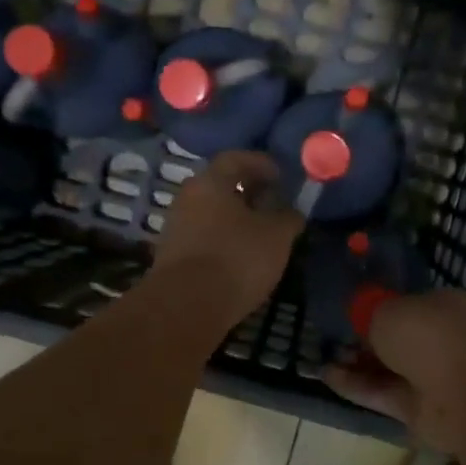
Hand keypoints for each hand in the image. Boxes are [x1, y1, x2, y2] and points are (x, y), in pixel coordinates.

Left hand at [151, 151, 302, 325]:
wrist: (186, 306)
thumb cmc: (236, 258)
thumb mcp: (276, 236)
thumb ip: (288, 217)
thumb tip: (292, 211)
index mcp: (210, 182)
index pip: (236, 158)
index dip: (262, 163)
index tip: (282, 175)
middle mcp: (187, 198)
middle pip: (221, 185)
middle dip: (249, 192)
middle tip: (274, 203)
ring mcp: (176, 227)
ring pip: (212, 213)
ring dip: (236, 218)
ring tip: (262, 233)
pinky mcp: (172, 256)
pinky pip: (204, 237)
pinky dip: (224, 240)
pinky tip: (241, 256)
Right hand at [322, 288, 465, 453]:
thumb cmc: (431, 337)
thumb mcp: (389, 311)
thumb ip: (370, 313)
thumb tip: (363, 317)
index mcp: (442, 307)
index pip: (407, 304)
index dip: (378, 308)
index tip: (349, 313)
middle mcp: (440, 340)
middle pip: (397, 339)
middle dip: (365, 339)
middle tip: (332, 339)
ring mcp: (433, 377)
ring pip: (389, 368)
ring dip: (358, 364)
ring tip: (324, 358)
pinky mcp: (421, 411)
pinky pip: (384, 394)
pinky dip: (358, 387)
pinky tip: (328, 377)